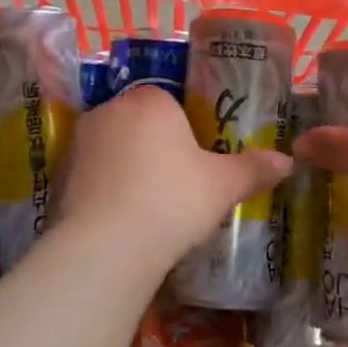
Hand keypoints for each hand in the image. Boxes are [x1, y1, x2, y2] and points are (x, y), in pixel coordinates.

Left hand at [55, 85, 290, 266]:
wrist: (106, 246)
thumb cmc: (172, 200)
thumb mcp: (222, 186)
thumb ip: (253, 169)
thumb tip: (287, 162)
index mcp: (150, 100)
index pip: (171, 100)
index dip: (188, 129)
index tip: (198, 159)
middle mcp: (110, 109)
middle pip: (141, 121)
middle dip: (157, 145)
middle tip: (178, 183)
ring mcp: (80, 141)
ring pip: (115, 146)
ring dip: (129, 166)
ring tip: (149, 205)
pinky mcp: (60, 174)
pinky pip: (93, 173)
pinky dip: (107, 188)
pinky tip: (122, 218)